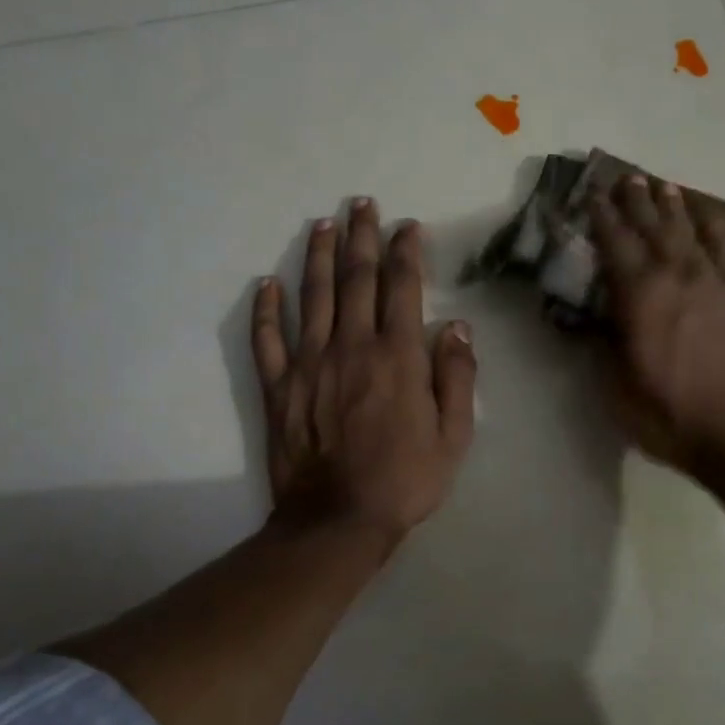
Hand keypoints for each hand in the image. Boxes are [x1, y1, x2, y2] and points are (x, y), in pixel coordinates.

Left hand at [252, 199, 476, 545]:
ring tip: (322, 224)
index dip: (406, 251)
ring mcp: (310, 363)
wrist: (338, 520)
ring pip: (313, 295)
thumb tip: (458, 327)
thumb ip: (458, 378)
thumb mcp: (454, 436)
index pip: (402, 287)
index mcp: (398, 355)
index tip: (407, 226)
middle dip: (361, 236)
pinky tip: (267, 283)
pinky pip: (268, 338)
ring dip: (317, 256)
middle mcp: (353, 345)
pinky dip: (266, 308)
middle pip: (355, 278)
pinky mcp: (279, 386)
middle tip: (362, 204)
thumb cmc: (405, 480)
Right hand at [589, 174, 724, 471]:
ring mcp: (713, 286)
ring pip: (689, 234)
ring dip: (674, 208)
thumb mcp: (616, 389)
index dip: (600, 217)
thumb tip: (589, 320)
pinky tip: (709, 219)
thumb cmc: (669, 416)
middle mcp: (676, 279)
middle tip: (626, 177)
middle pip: (653, 229)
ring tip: (663, 186)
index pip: (614, 245)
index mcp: (640, 298)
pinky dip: (714, 231)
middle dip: (637, 201)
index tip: (590, 193)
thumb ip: (603, 346)